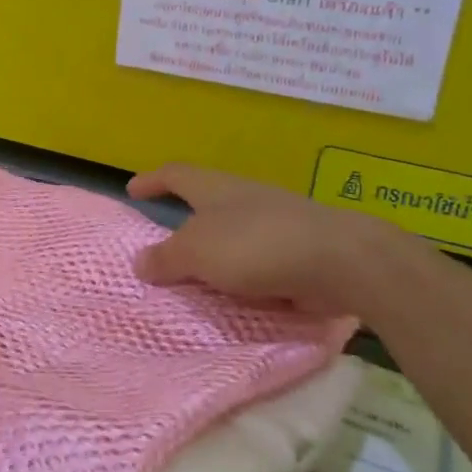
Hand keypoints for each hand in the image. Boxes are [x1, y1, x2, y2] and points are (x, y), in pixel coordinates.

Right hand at [127, 163, 406, 314]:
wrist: (339, 261)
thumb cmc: (255, 245)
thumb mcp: (196, 252)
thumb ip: (165, 258)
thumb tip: (140, 262)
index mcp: (216, 188)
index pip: (176, 175)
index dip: (152, 180)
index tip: (132, 189)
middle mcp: (245, 198)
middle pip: (207, 202)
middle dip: (187, 221)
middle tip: (165, 244)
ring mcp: (276, 222)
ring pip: (234, 233)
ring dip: (215, 253)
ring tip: (197, 278)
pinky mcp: (299, 251)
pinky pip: (258, 261)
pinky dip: (243, 276)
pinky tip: (236, 296)